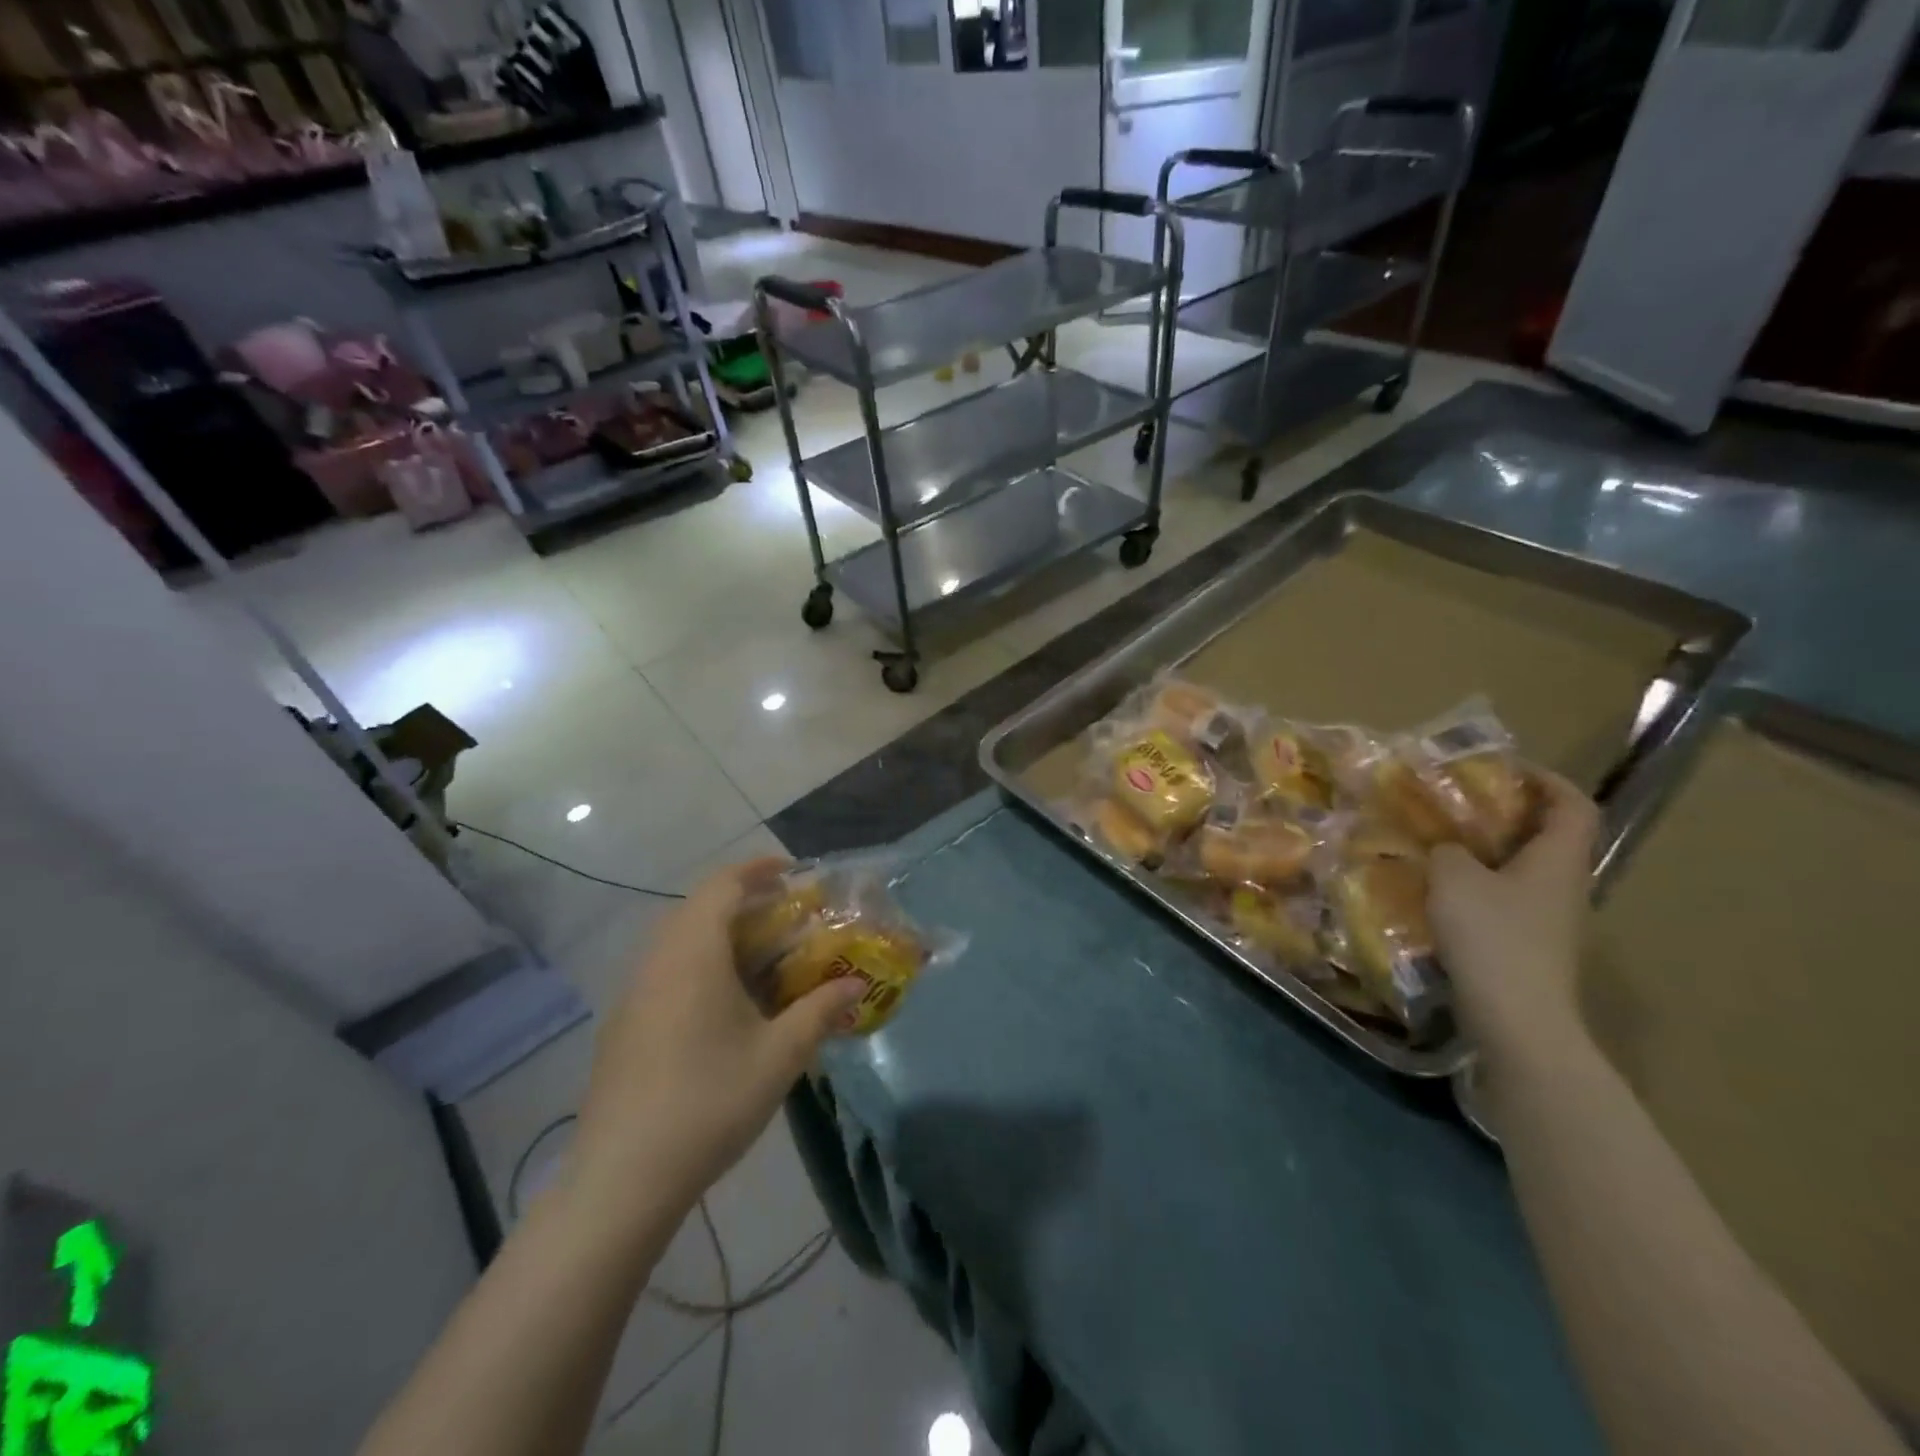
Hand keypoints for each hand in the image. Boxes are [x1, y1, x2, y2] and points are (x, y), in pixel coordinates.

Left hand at [568, 858, 864, 1220]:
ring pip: (679, 941)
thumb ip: (821, 1011)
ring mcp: (633, 994)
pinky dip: (699, 964)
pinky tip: (723, 1006)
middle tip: (785, 918)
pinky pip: (665, 971)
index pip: (723, 885)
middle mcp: (658, 961)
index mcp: (693, 954)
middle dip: (744, 902)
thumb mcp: (780, 1056)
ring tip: (762, 959)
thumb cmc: (709, 1102)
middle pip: (699, 908)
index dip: (757, 869)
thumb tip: (856, 985)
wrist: (622, 1179)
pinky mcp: (623, 1026)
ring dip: (720, 935)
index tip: (792, 872)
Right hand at [1428, 771, 1600, 1060]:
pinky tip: (1443, 892)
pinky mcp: (1532, 947)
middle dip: (1508, 815)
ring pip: (1526, 871)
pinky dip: (1481, 886)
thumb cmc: (1492, 936)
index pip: (1573, 805)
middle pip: (1550, 837)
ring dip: (1490, 852)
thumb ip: (1448, 850)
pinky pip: (1509, 900)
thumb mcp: (1454, 878)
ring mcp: (1552, 921)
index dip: (1546, 779)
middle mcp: (1565, 886)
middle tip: (1460, 805)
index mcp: (1558, 860)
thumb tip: (1447, 847)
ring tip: (1443, 845)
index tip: (1505, 768)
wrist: (1517, 1018)